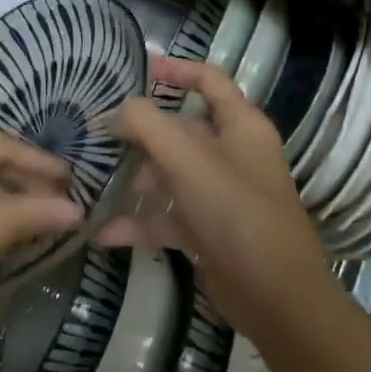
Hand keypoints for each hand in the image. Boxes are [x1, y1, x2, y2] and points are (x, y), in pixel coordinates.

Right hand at [106, 58, 335, 344]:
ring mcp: (220, 196)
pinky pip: (167, 216)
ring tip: (93, 183)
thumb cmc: (237, 215)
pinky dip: (139, 222)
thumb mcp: (188, 161)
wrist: (277, 301)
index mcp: (241, 126)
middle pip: (181, 130)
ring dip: (135, 179)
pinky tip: (103, 232)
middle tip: (97, 136)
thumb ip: (148, 126)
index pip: (210, 81)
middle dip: (140, 134)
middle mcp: (232, 155)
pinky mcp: (208, 232)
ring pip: (169, 174)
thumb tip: (118, 111)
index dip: (177, 70)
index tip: (137, 70)